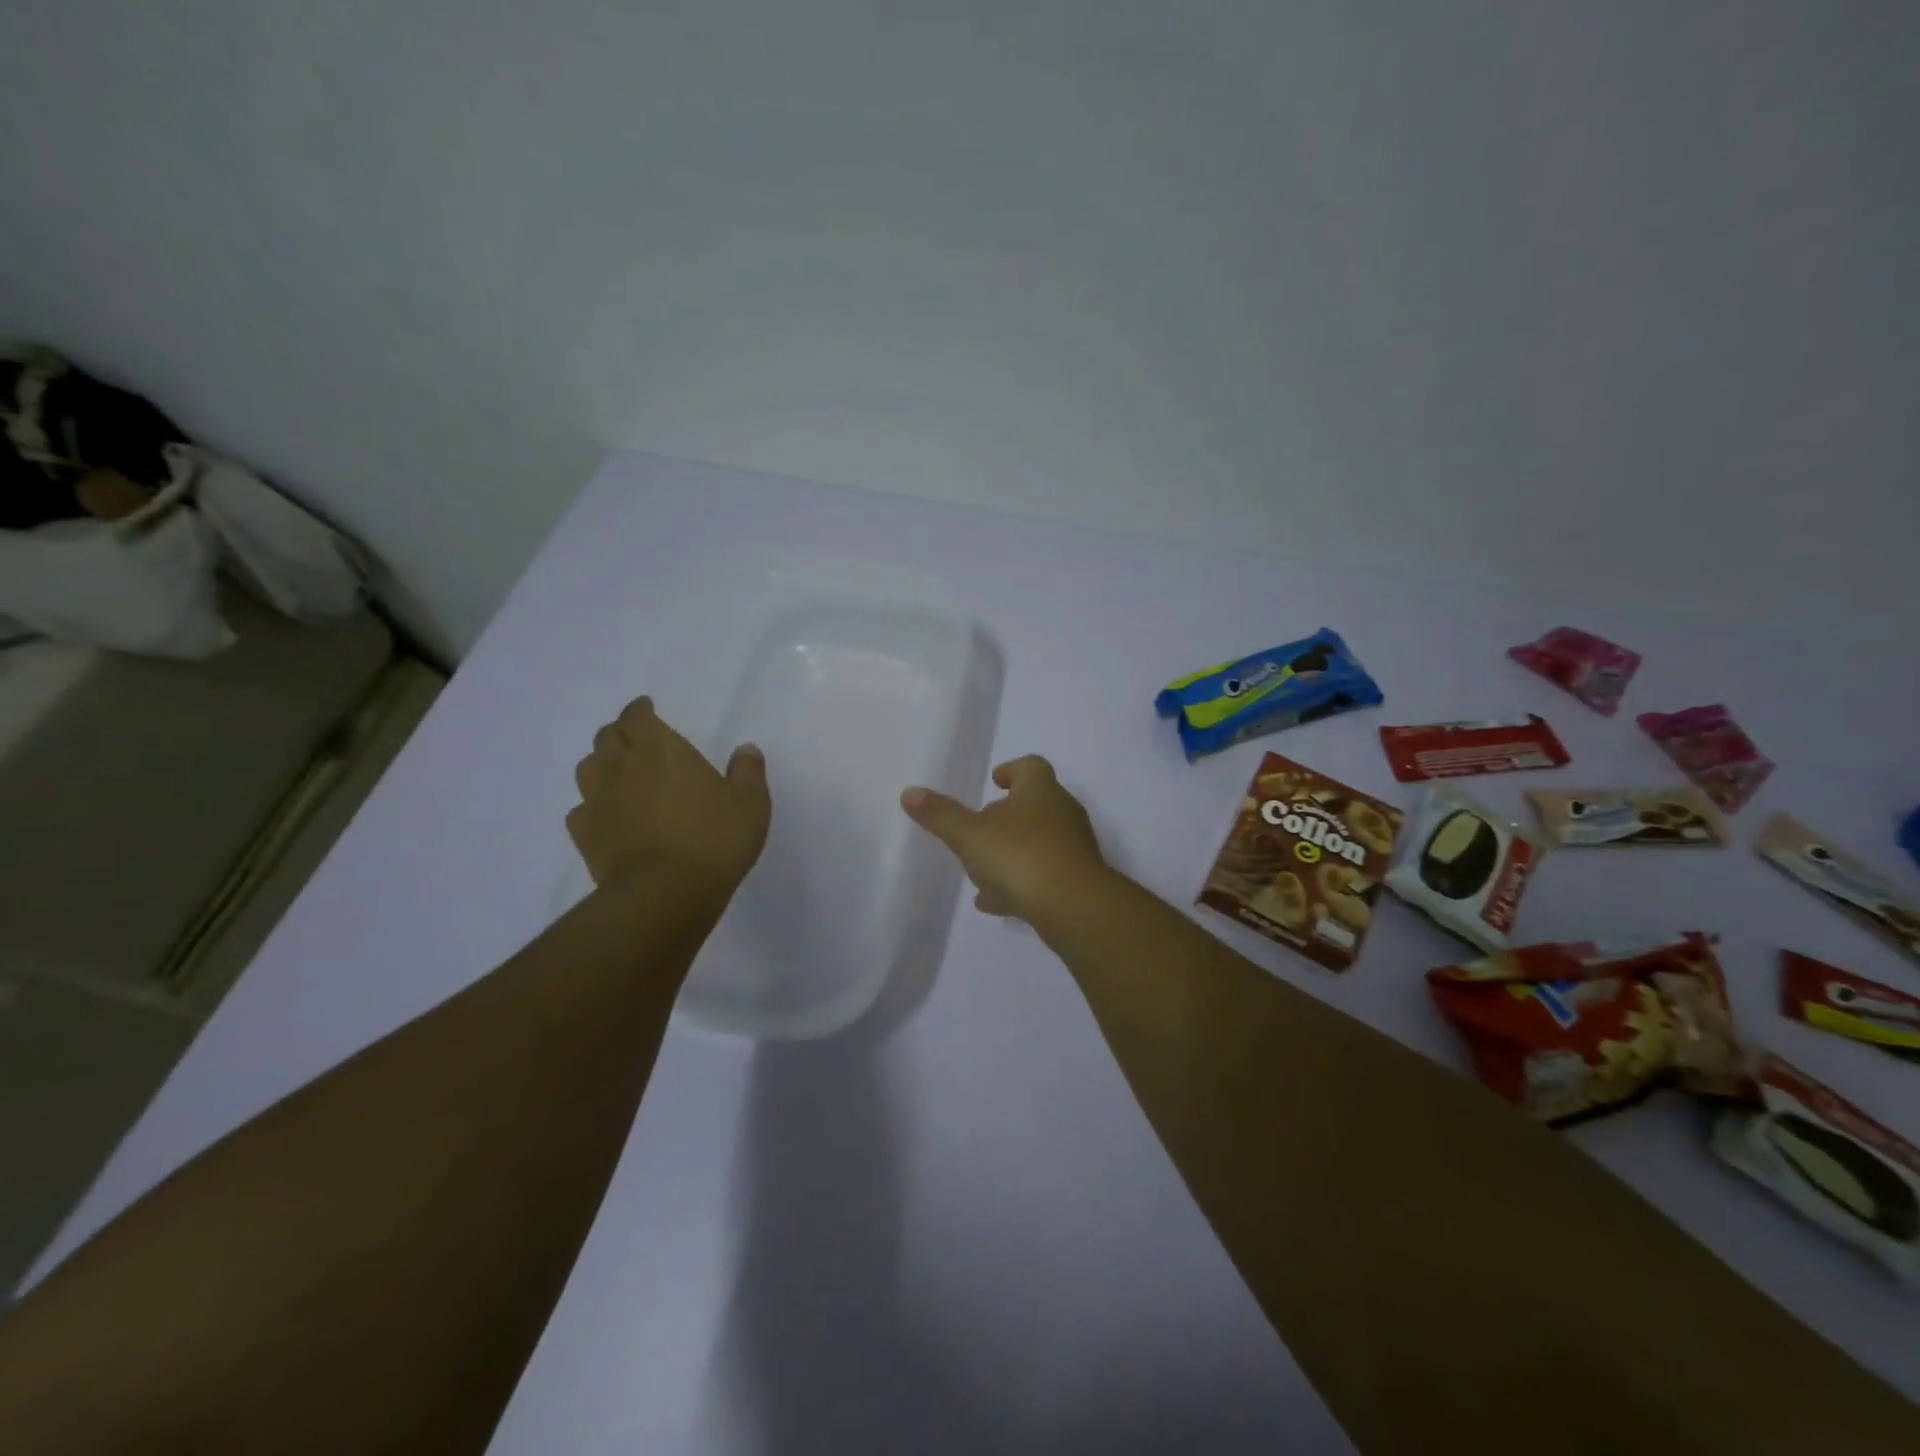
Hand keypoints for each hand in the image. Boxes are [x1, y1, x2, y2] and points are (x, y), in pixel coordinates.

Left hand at [567, 697, 770, 896]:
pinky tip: (606, 815)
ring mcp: (598, 801)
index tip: (647, 708)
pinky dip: (591, 806)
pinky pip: (580, 810)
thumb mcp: (750, 803)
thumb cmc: (714, 838)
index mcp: (661, 749)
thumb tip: (746, 749)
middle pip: (606, 737)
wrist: (665, 892)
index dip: (639, 709)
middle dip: (620, 733)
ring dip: (601, 764)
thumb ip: (748, 772)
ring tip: (618, 773)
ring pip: (587, 768)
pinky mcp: (586, 835)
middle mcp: (623, 767)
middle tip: (636, 739)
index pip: (637, 716)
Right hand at [900, 755, 1109, 921]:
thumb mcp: (970, 835)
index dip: (1012, 770)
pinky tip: (995, 903)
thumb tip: (909, 792)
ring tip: (981, 872)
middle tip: (980, 828)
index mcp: (1040, 791)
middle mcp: (1062, 813)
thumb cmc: (1020, 855)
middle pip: (1034, 805)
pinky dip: (1020, 883)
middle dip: (1005, 817)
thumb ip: (941, 815)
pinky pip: (1044, 875)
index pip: (1031, 767)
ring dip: (1010, 853)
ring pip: (1037, 843)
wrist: (1074, 906)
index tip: (995, 780)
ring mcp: (1073, 848)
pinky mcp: (1077, 881)